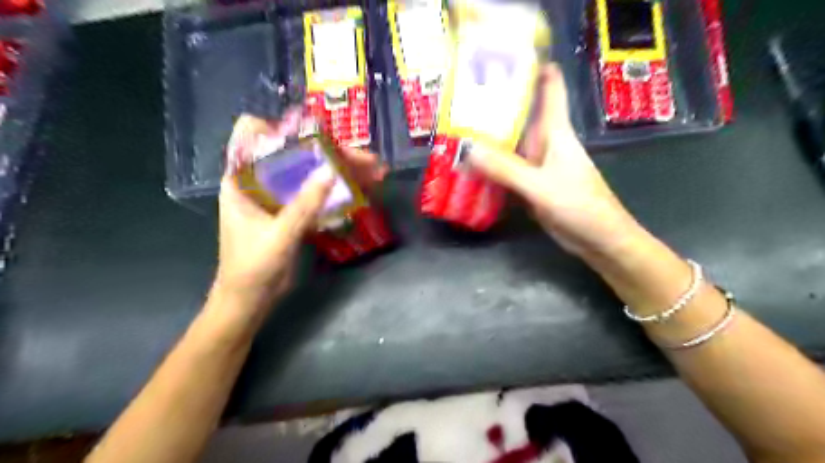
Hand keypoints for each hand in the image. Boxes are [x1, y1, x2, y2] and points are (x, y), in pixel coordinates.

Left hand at [218, 114, 387, 310]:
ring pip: (310, 173)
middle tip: (367, 160)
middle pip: (296, 155)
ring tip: (375, 173)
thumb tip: (331, 171)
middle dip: (331, 153)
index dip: (282, 129)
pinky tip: (361, 191)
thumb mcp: (278, 236)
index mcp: (242, 179)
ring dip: (341, 171)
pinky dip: (337, 191)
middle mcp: (260, 182)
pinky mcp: (293, 213)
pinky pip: (316, 194)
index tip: (314, 137)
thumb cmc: (251, 268)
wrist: (249, 301)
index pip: (252, 134)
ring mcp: (278, 197)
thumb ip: (304, 205)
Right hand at [468, 62, 639, 256]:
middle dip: (494, 108)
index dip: (531, 69)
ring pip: (510, 145)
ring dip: (488, 140)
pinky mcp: (531, 185)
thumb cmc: (579, 205)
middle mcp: (545, 143)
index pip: (549, 88)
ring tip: (456, 132)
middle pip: (520, 116)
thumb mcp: (540, 186)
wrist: (598, 239)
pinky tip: (469, 168)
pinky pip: (507, 170)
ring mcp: (537, 165)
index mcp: (555, 132)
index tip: (501, 61)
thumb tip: (467, 149)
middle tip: (460, 102)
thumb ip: (505, 169)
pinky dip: (490, 168)